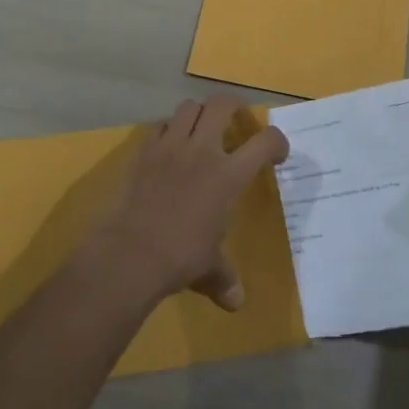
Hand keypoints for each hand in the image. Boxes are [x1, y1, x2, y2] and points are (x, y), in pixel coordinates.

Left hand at [92, 93, 288, 310]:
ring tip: (201, 131)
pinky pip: (159, 126)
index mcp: (228, 175)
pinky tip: (169, 147)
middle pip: (222, 104)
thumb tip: (236, 303)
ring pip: (188, 107)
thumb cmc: (181, 257)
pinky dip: (168, 130)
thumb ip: (224, 279)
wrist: (132, 251)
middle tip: (237, 121)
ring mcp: (170, 146)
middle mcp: (202, 151)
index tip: (276, 153)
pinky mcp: (144, 151)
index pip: (265, 142)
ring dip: (199, 114)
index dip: (277, 141)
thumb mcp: (210, 270)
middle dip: (234, 106)